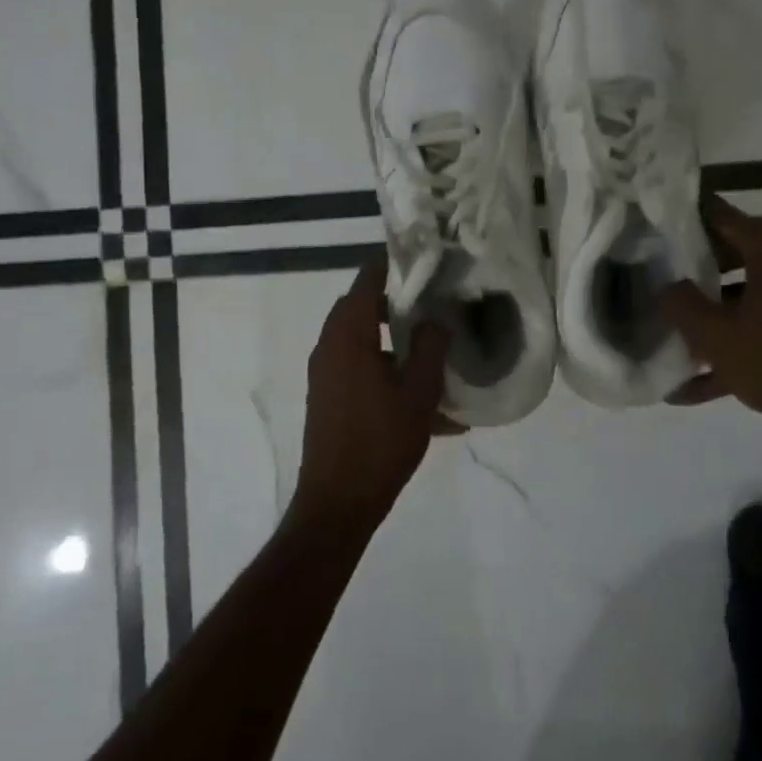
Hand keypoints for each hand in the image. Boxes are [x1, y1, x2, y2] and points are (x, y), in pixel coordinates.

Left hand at [294, 259, 450, 528]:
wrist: (338, 503)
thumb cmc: (380, 442)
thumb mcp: (418, 392)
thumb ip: (429, 348)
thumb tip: (435, 320)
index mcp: (347, 336)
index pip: (367, 281)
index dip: (393, 264)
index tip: (423, 257)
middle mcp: (329, 348)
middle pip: (361, 308)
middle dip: (397, 302)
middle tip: (434, 300)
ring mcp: (326, 375)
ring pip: (363, 342)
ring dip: (394, 341)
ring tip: (433, 348)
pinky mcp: (330, 399)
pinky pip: (361, 371)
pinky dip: (388, 372)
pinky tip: (426, 400)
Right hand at [660, 197, 761, 466]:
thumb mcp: (712, 334)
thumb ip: (680, 302)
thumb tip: (666, 285)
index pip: (724, 217)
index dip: (689, 216)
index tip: (658, 220)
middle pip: (735, 255)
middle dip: (694, 266)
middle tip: (656, 271)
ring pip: (746, 296)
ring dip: (710, 312)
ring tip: (669, 328)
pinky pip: (761, 329)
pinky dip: (731, 346)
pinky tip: (690, 387)